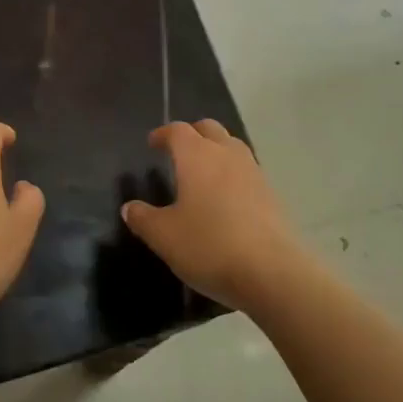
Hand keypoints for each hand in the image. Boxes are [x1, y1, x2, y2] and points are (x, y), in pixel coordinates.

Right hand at [121, 119, 312, 309]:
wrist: (272, 272)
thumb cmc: (209, 245)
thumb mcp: (164, 236)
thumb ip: (143, 219)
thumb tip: (130, 207)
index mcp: (197, 156)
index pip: (178, 131)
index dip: (163, 134)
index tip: (152, 143)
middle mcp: (227, 154)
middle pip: (209, 129)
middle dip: (192, 134)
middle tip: (177, 151)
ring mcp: (253, 172)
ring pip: (232, 147)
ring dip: (216, 151)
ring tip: (203, 172)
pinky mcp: (271, 194)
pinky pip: (247, 171)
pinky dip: (232, 174)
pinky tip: (226, 198)